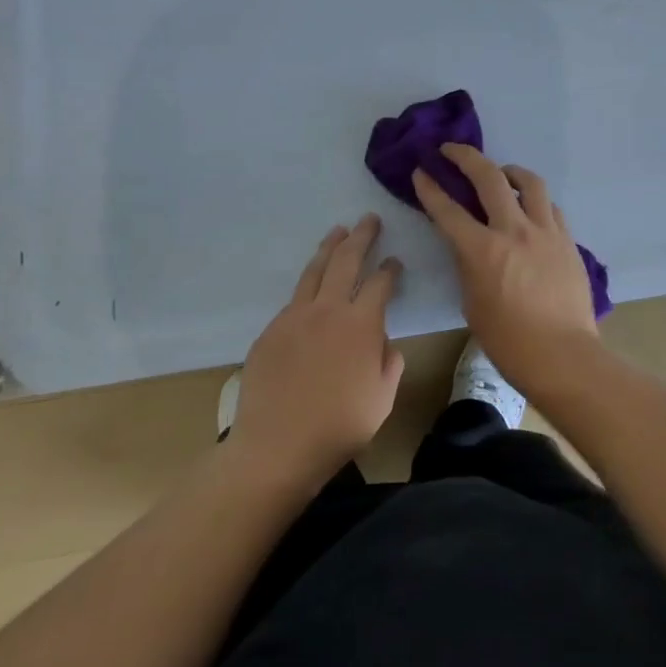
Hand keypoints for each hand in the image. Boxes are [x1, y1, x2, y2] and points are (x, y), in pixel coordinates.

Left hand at [230, 216, 404, 483]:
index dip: (390, 269)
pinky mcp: (270, 331)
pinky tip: (311, 287)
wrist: (276, 447)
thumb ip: (389, 363)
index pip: (380, 283)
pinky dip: (307, 285)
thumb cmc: (339, 427)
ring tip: (338, 231)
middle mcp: (328, 310)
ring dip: (329, 248)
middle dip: (360, 237)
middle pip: (346, 261)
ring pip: (314, 271)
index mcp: (361, 324)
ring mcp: (294, 317)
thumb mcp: (383, 398)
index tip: (395, 261)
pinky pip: (293, 300)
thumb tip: (382, 342)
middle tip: (368, 219)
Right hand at [412, 144, 599, 397]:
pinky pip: (550, 207)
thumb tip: (470, 246)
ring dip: (509, 171)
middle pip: (489, 178)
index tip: (420, 172)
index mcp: (483, 251)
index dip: (430, 188)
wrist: (563, 355)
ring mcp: (546, 232)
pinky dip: (535, 201)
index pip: (449, 210)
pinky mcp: (567, 240)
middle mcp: (514, 231)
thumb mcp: (472, 304)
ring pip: (529, 182)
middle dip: (466, 157)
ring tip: (501, 173)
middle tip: (452, 149)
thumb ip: (468, 266)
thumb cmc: (509, 341)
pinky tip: (530, 209)